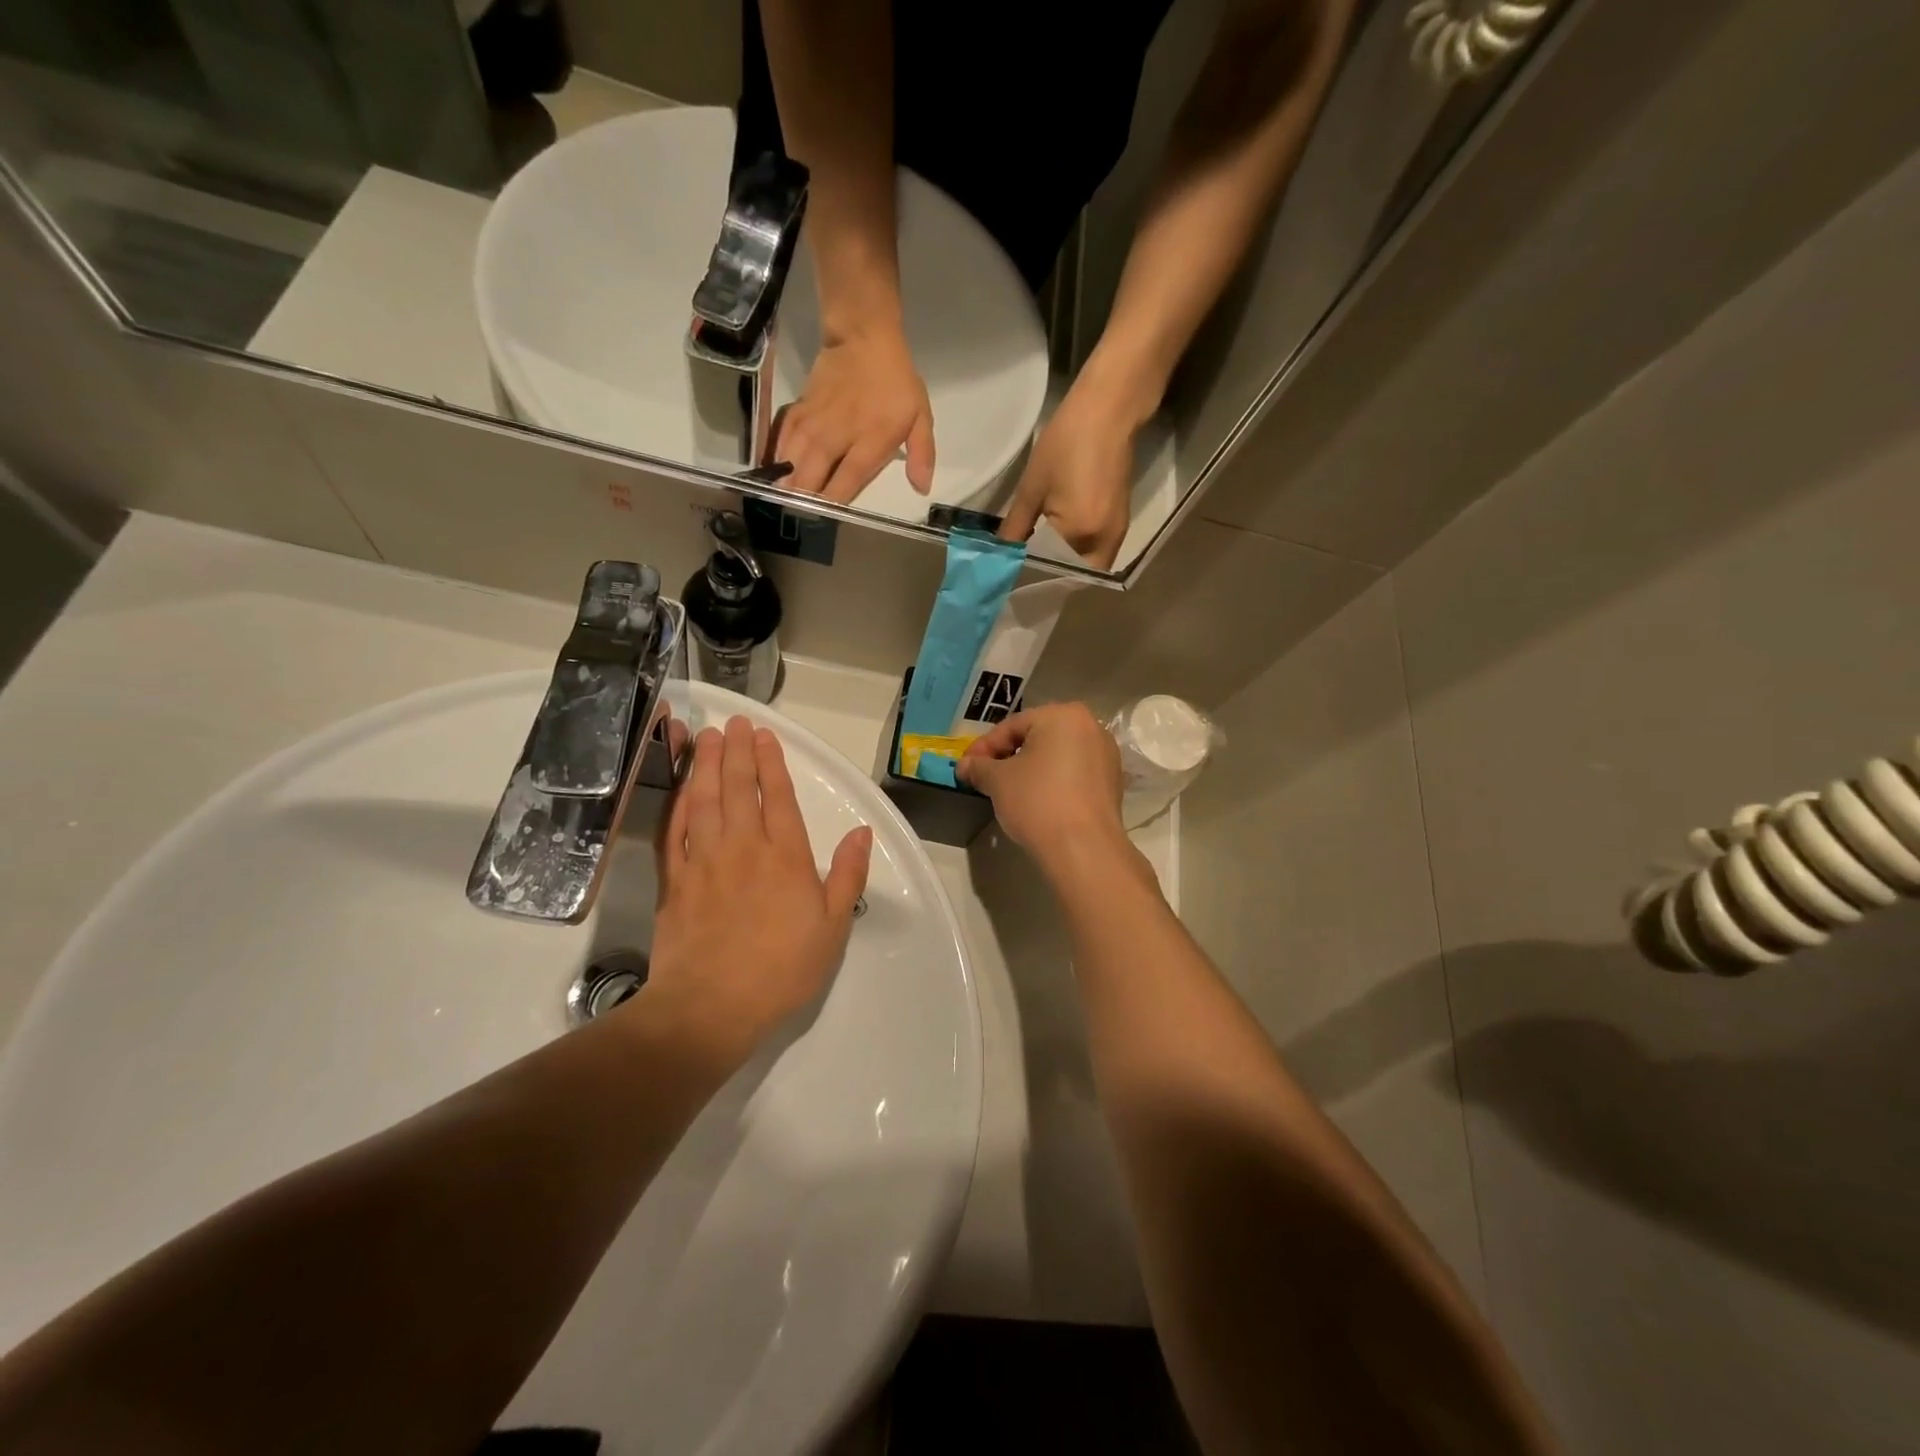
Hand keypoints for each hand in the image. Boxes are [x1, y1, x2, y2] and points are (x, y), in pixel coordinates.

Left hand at [643, 716, 872, 1066]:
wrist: (711, 1007)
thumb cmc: (782, 969)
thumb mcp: (833, 927)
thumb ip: (848, 875)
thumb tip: (863, 832)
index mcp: (785, 856)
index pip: (778, 796)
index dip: (771, 762)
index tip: (764, 735)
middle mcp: (743, 847)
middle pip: (737, 787)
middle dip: (736, 751)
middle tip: (733, 723)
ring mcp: (704, 860)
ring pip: (703, 800)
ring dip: (704, 765)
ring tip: (705, 737)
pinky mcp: (674, 880)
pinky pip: (674, 830)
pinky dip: (677, 803)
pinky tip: (680, 787)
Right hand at [771, 324, 934, 501]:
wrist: (863, 336)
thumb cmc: (896, 382)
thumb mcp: (920, 416)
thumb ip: (922, 454)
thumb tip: (922, 488)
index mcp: (869, 441)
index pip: (846, 480)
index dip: (834, 502)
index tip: (827, 519)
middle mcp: (837, 436)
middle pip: (812, 475)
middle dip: (804, 499)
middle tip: (800, 516)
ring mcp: (814, 422)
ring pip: (792, 459)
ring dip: (786, 483)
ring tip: (781, 502)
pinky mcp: (799, 410)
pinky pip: (782, 438)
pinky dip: (777, 457)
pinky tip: (774, 471)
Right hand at [957, 704, 1126, 867]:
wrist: (1083, 847)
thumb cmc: (1037, 801)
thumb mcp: (998, 780)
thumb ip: (979, 767)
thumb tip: (966, 766)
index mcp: (1063, 715)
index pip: (1012, 726)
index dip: (984, 747)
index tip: (966, 767)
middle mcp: (1091, 726)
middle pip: (1037, 737)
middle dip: (1008, 755)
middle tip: (985, 776)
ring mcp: (1106, 754)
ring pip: (1057, 755)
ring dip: (1031, 768)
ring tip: (1009, 790)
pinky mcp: (1113, 782)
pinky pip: (1074, 773)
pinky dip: (1053, 781)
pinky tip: (1038, 801)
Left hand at [999, 376, 1143, 568]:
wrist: (1109, 410)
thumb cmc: (1066, 442)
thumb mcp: (1032, 487)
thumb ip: (1016, 527)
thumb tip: (1002, 554)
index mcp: (1079, 533)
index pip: (1049, 569)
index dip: (1028, 571)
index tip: (1009, 571)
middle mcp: (1102, 542)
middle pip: (1073, 577)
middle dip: (1050, 576)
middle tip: (1024, 566)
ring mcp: (1116, 534)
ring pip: (1087, 567)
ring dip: (1064, 567)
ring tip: (1037, 556)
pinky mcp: (1121, 524)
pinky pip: (1098, 553)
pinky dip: (1078, 555)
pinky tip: (1057, 542)